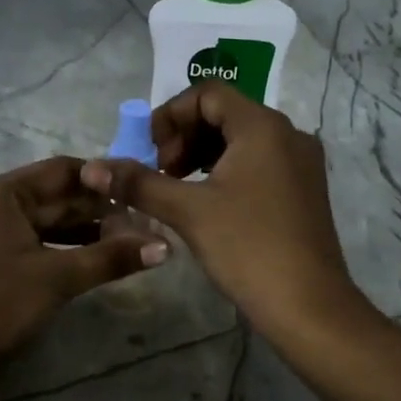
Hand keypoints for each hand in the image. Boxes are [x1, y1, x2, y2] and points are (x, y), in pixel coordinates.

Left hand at [0, 156, 168, 366]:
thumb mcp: (57, 279)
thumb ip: (111, 258)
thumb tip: (165, 247)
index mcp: (2, 192)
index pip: (63, 170)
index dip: (104, 180)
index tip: (141, 193)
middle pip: (54, 195)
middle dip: (97, 209)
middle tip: (142, 223)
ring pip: (44, 221)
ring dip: (83, 231)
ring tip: (126, 242)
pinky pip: (31, 240)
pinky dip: (61, 247)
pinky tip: (91, 260)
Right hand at [81, 83, 360, 340]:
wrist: (308, 306)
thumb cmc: (247, 247)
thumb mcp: (188, 211)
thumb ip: (139, 183)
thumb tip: (92, 167)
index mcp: (263, 126)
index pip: (207, 94)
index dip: (170, 116)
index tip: (148, 152)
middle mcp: (288, 134)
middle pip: (224, 114)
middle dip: (183, 138)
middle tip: (160, 174)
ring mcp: (301, 162)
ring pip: (241, 140)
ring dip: (202, 156)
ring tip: (177, 190)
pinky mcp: (304, 189)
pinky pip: (259, 163)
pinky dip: (226, 171)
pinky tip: (207, 203)